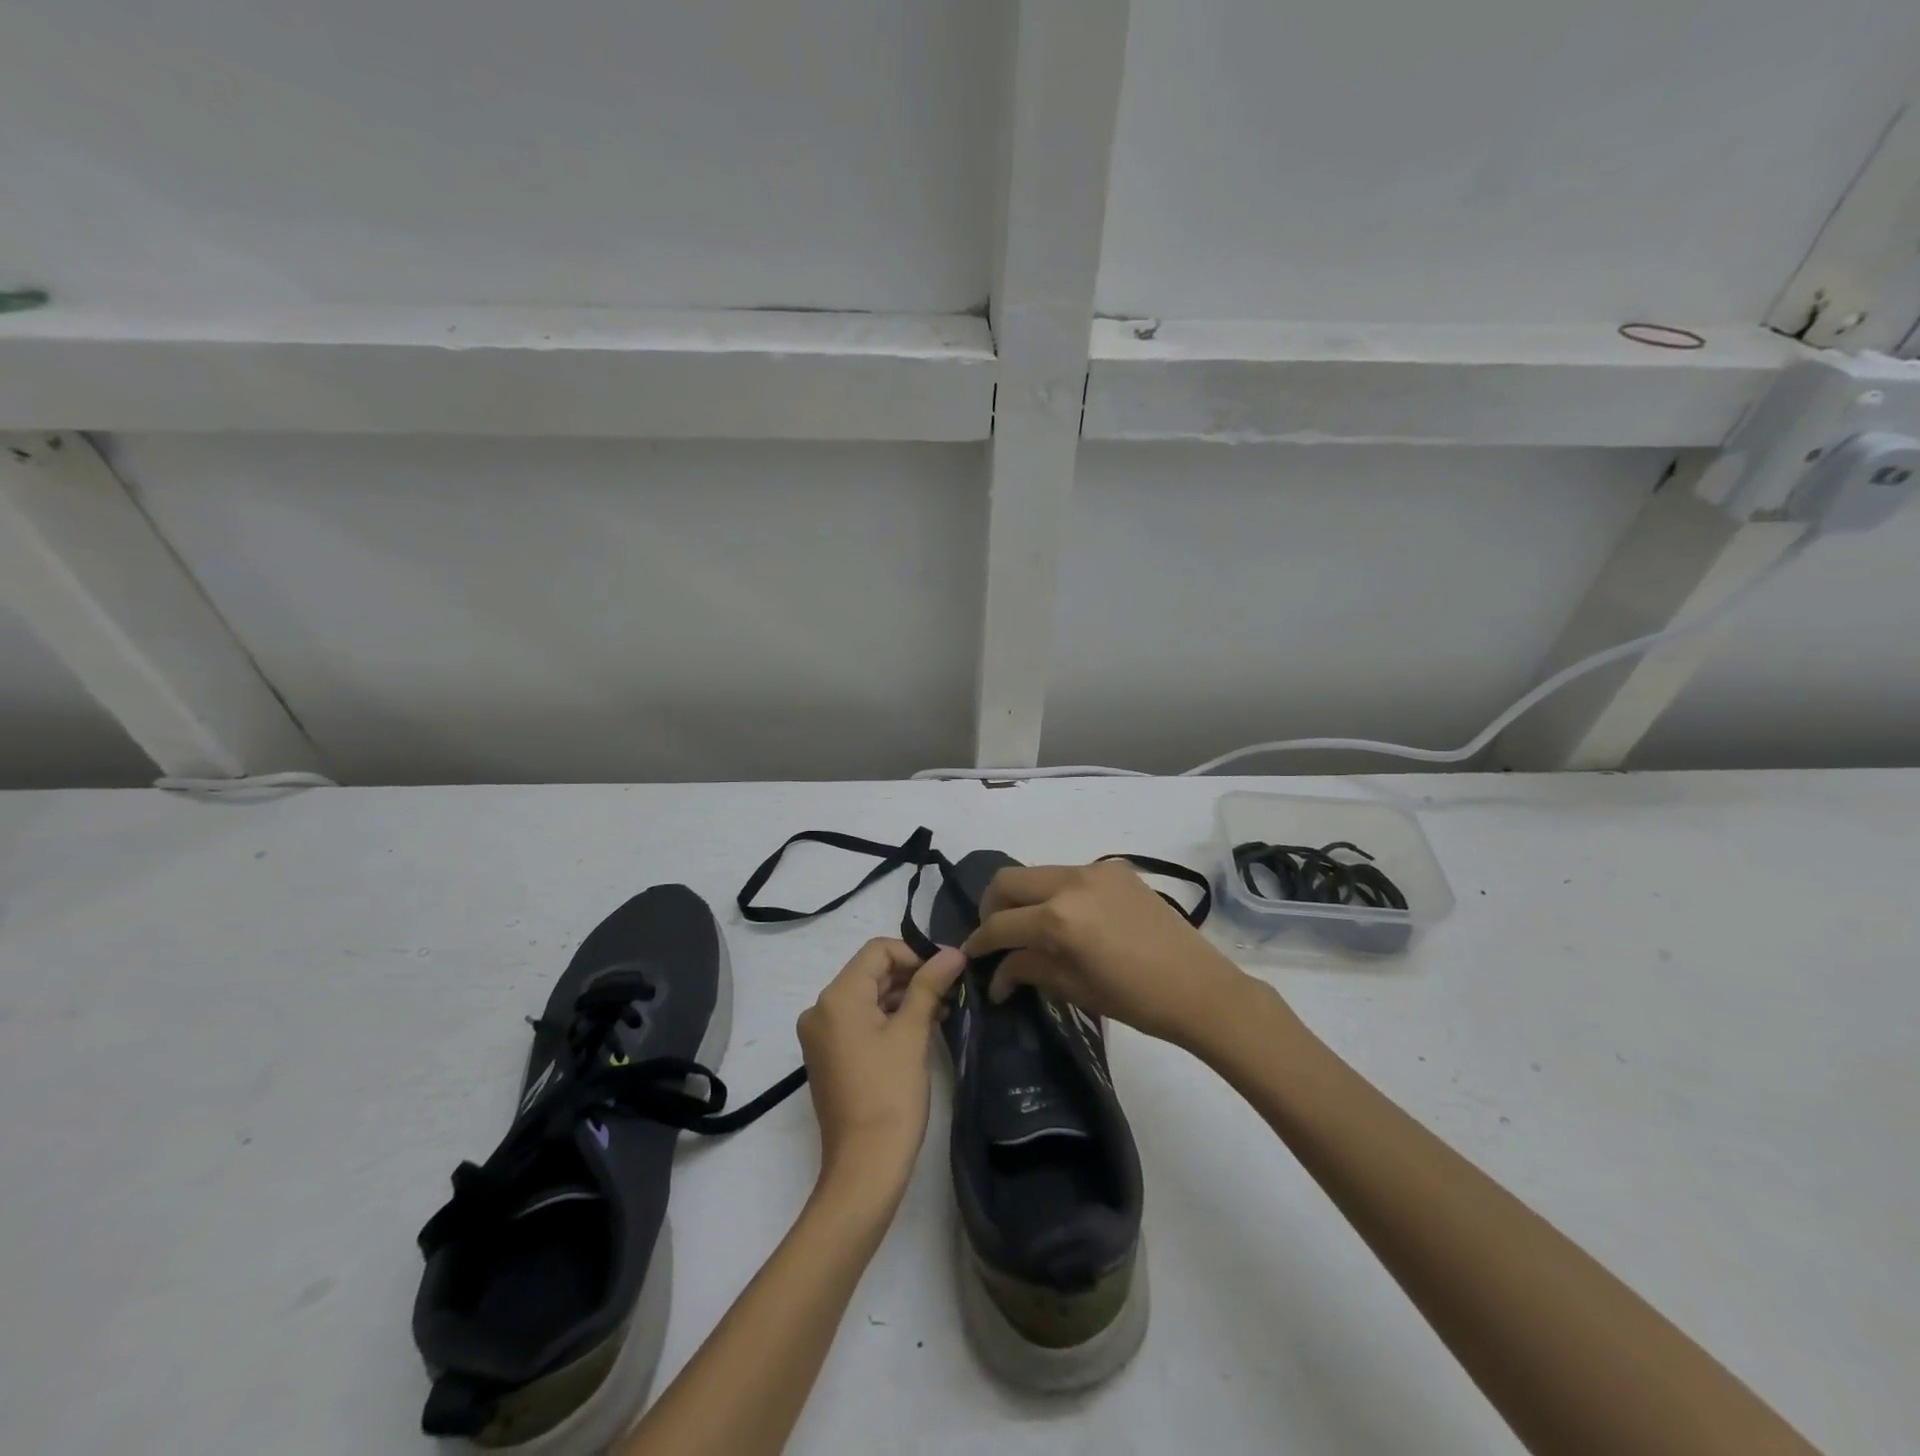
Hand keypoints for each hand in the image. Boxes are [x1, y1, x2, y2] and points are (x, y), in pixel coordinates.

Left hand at [796, 939, 965, 1194]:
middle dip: (911, 976)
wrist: (864, 1167)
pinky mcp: (828, 1056)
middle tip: (951, 991)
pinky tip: (920, 1029)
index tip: (946, 972)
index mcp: (837, 997)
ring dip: (903, 998)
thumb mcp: (913, 1033)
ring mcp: (821, 1035)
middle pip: (871, 972)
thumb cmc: (890, 1094)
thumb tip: (953, 951)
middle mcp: (820, 1009)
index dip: (914, 954)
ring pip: (867, 997)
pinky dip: (888, 1019)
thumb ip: (930, 985)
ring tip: (942, 1011)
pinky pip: (859, 1021)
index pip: (878, 951)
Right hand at [960, 860, 1254, 1047]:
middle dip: (991, 907)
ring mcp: (1095, 870)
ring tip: (1029, 928)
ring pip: (1037, 873)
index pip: (1001, 924)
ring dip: (1023, 897)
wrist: (1200, 988)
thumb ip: (1029, 969)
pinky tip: (1066, 919)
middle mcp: (1071, 881)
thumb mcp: (1074, 988)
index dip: (979, 941)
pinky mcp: (1115, 869)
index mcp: (1059, 917)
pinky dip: (1054, 892)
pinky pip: (1069, 874)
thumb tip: (996, 975)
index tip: (970, 956)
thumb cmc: (1136, 1000)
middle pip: (1008, 880)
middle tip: (995, 935)